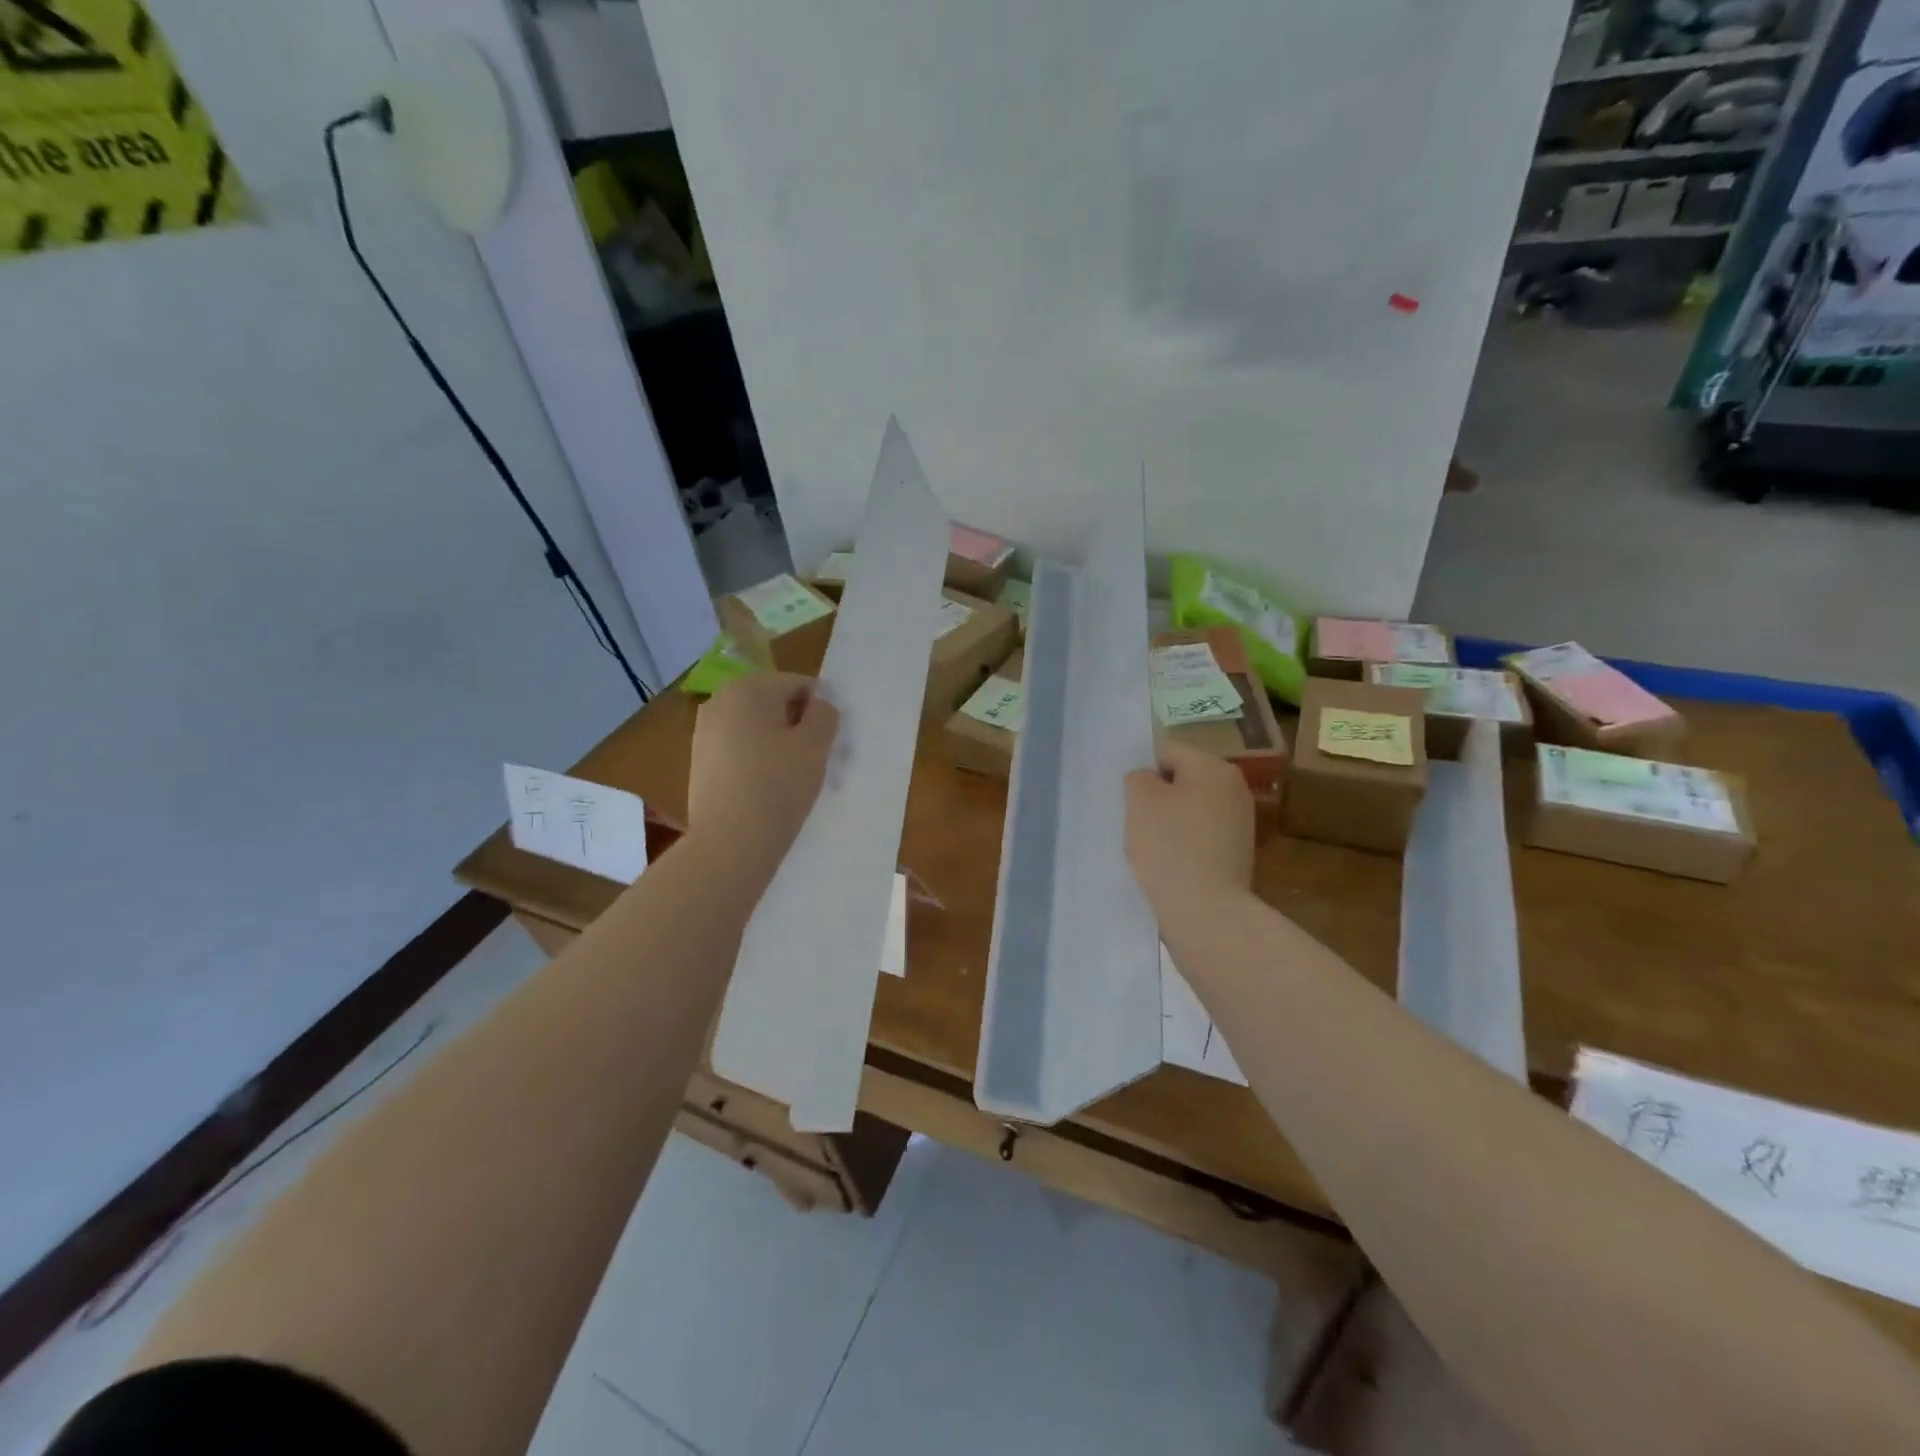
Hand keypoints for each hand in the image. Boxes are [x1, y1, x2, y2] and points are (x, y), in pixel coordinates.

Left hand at [688, 673, 839, 882]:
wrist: (729, 843)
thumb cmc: (778, 787)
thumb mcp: (815, 746)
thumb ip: (824, 714)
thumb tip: (818, 707)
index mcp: (749, 687)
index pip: (800, 685)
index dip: (820, 712)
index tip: (826, 744)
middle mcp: (719, 699)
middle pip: (774, 703)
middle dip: (795, 725)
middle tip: (811, 761)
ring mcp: (704, 730)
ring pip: (755, 727)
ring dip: (776, 743)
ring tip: (788, 778)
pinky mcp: (699, 760)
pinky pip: (738, 749)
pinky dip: (755, 760)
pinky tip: (764, 789)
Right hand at [1124, 739, 1254, 918]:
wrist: (1207, 912)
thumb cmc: (1170, 847)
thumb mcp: (1141, 801)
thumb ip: (1138, 777)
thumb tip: (1148, 779)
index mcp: (1213, 767)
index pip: (1166, 751)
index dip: (1142, 770)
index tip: (1127, 798)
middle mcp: (1234, 787)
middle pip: (1182, 778)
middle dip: (1157, 795)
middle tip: (1135, 820)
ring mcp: (1240, 821)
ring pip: (1190, 807)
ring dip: (1169, 820)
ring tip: (1151, 845)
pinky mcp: (1237, 851)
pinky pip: (1200, 833)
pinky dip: (1183, 841)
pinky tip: (1169, 861)